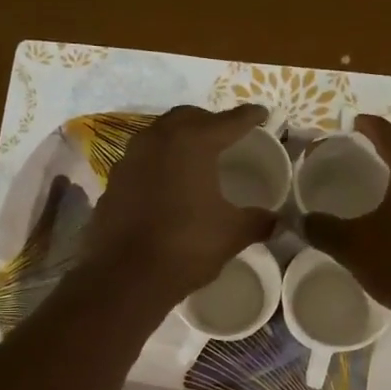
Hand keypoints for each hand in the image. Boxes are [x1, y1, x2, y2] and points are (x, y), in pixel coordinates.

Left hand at [80, 104, 278, 310]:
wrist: (126, 276)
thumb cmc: (187, 246)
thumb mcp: (232, 233)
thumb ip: (257, 221)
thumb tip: (277, 221)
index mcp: (192, 143)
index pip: (228, 121)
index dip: (248, 117)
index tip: (262, 113)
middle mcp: (158, 140)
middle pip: (187, 117)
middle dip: (209, 121)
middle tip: (225, 133)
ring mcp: (130, 159)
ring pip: (159, 135)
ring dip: (178, 138)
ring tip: (195, 155)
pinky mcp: (113, 182)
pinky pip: (141, 161)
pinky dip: (158, 163)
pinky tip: (166, 183)